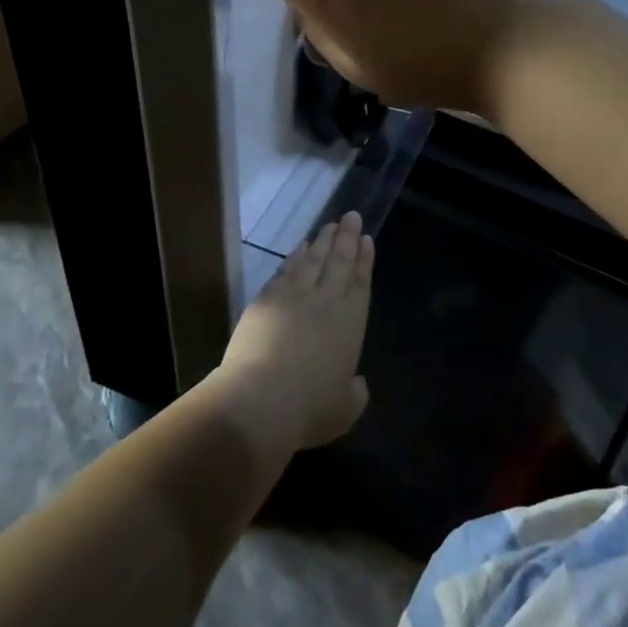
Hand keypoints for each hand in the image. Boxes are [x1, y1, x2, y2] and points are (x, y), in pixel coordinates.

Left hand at [212, 212, 372, 457]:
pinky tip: (299, 248)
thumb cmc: (309, 409)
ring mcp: (293, 296)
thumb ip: (355, 392)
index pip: (361, 283)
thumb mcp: (345, 409)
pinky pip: (284, 270)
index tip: (367, 239)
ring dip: (322, 241)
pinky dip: (294, 256)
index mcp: (350, 323)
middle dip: (347, 238)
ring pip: (312, 260)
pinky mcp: (265, 299)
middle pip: (338, 262)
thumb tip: (356, 382)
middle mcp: (325, 302)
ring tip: (330, 225)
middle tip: (351, 216)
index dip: (364, 261)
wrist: (260, 399)